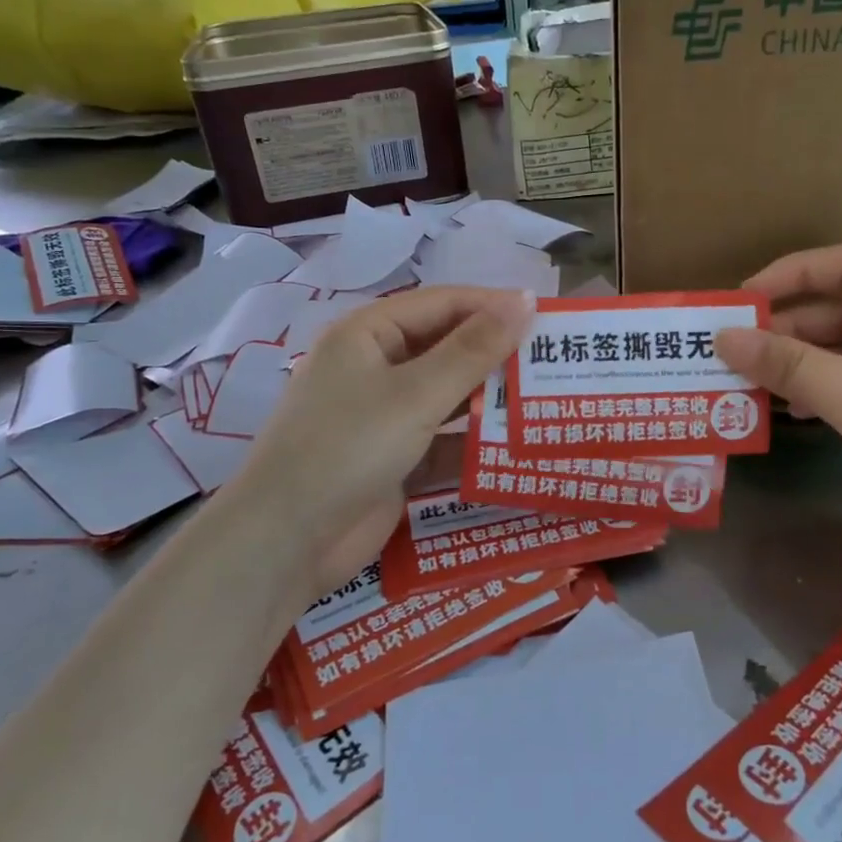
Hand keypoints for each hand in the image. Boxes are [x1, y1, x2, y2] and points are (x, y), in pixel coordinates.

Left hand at [225, 285, 534, 598]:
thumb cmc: (348, 447)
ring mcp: (382, 415)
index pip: (442, 304)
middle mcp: (374, 367)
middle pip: (445, 348)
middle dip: (495, 356)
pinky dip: (472, 441)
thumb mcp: (416, 394)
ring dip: (488, 400)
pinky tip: (516, 445)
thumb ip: (473, 350)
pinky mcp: (392, 458)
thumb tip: (524, 300)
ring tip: (545, 400)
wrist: (288, 540)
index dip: (493, 306)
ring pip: (446, 396)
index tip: (548, 317)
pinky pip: (440, 438)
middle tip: (553, 361)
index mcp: (368, 334)